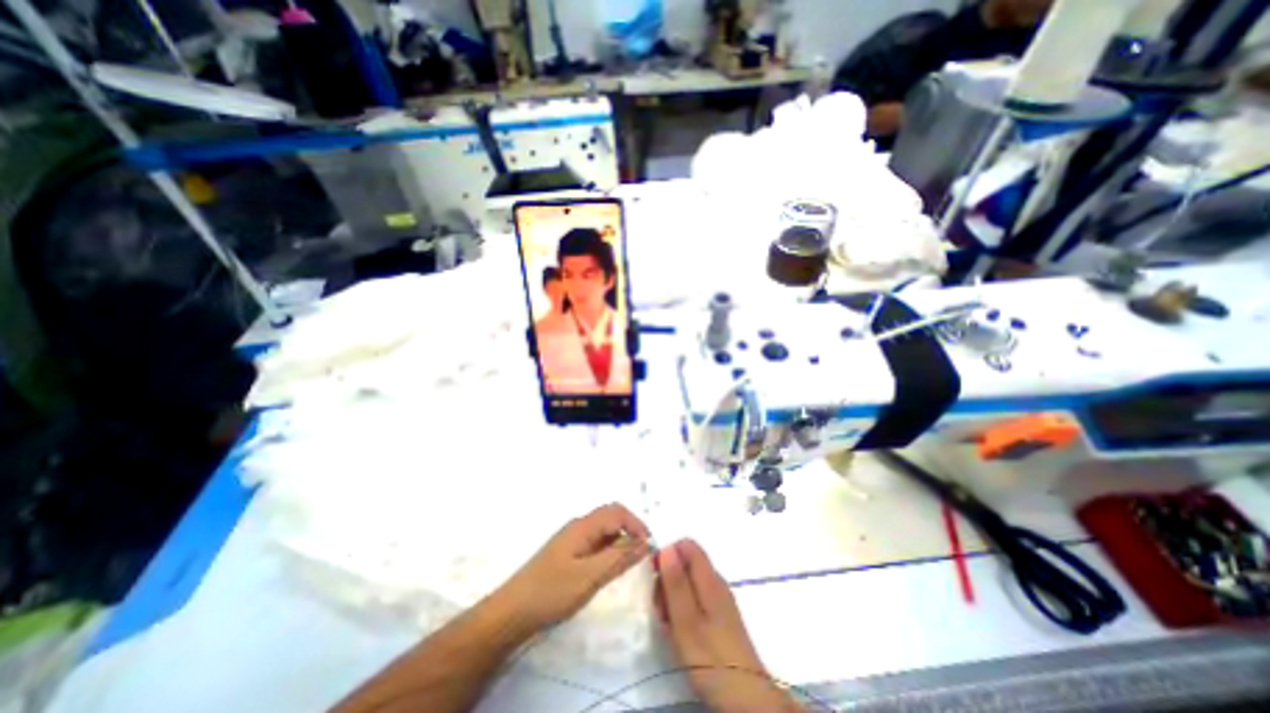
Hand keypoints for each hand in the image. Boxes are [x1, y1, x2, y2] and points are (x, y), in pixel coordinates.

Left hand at [500, 502, 648, 630]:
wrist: (511, 613)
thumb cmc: (551, 592)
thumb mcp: (590, 577)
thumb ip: (618, 557)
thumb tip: (645, 542)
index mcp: (583, 526)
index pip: (617, 512)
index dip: (637, 524)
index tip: (650, 546)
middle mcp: (579, 526)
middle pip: (611, 517)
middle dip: (630, 530)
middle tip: (642, 553)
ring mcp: (572, 539)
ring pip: (603, 530)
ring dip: (620, 540)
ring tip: (629, 563)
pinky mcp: (568, 553)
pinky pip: (595, 543)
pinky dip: (608, 550)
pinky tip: (609, 568)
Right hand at [661, 539, 797, 712]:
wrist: (747, 698)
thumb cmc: (712, 658)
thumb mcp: (686, 621)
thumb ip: (676, 583)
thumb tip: (666, 547)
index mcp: (709, 579)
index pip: (687, 545)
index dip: (668, 554)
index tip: (654, 578)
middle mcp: (716, 582)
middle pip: (687, 562)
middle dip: (668, 577)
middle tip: (659, 607)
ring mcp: (719, 599)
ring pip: (689, 581)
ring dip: (673, 594)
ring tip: (667, 622)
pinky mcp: (720, 616)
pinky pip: (696, 598)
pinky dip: (683, 607)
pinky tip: (679, 630)